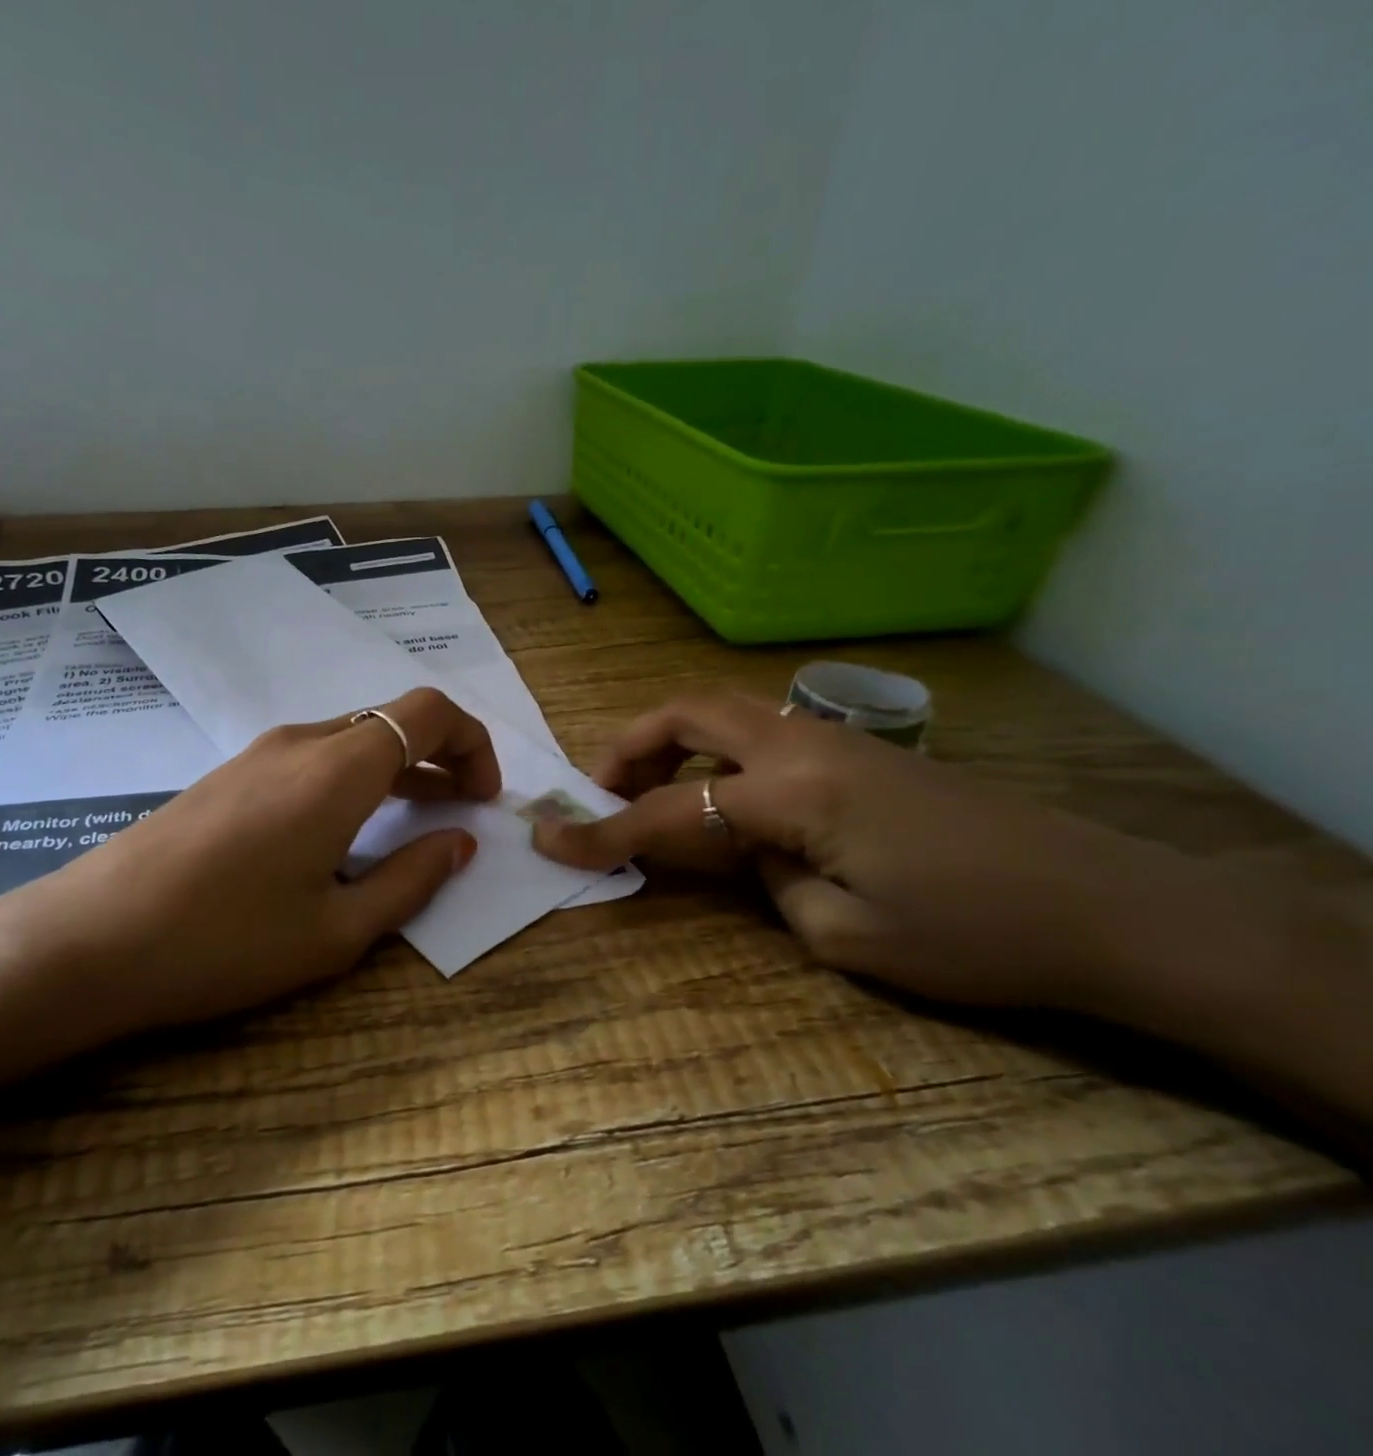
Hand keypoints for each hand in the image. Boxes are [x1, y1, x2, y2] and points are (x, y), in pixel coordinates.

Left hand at [0, 686, 499, 1041]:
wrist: (91, 939)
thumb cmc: (225, 942)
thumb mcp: (335, 929)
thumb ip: (410, 880)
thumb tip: (458, 843)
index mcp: (338, 769)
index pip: (429, 712)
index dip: (472, 743)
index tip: (483, 798)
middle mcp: (302, 742)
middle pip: (392, 720)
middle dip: (440, 757)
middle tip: (461, 811)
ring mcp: (259, 753)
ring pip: (352, 739)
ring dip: (396, 768)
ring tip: (414, 819)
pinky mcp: (230, 774)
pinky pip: (313, 758)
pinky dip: (353, 778)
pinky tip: (344, 831)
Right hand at [530, 687, 1207, 1011]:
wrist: (1115, 909)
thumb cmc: (977, 936)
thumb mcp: (846, 936)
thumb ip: (770, 883)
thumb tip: (755, 852)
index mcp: (795, 791)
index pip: (672, 809)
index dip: (604, 831)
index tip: (549, 840)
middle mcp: (806, 745)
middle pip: (690, 713)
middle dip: (629, 745)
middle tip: (600, 789)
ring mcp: (838, 742)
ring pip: (727, 714)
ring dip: (675, 743)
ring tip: (655, 792)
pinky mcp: (865, 754)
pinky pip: (764, 735)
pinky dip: (719, 754)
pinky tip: (728, 800)